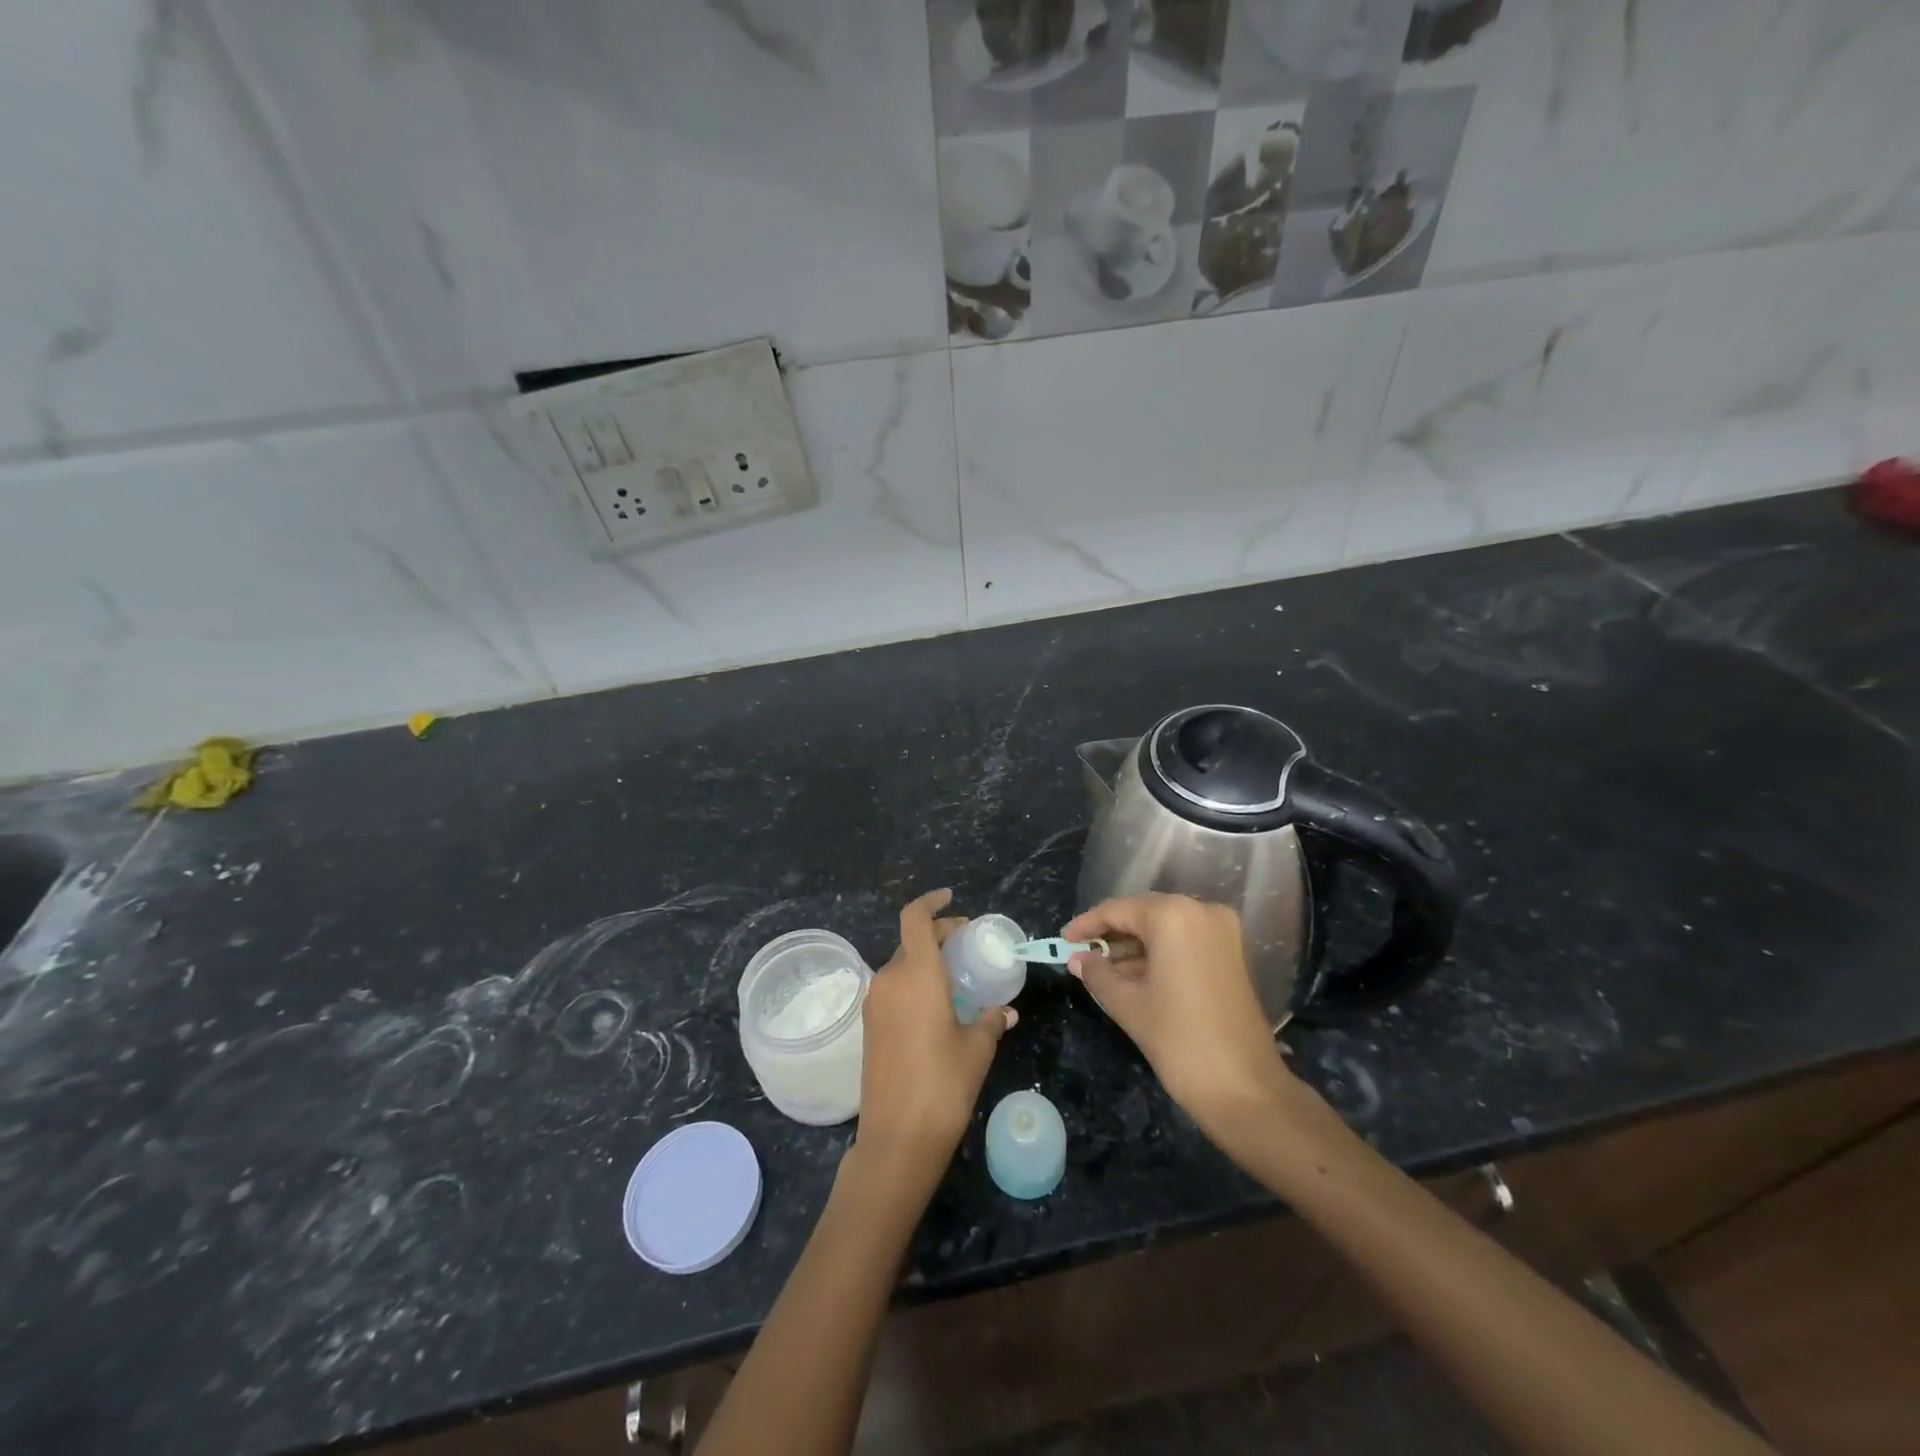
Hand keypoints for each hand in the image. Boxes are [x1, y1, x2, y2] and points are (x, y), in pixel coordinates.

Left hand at [854, 889, 1014, 1191]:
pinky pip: (893, 989)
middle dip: (938, 935)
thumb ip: (992, 1020)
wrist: (897, 1139)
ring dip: (926, 961)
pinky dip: (914, 983)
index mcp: (916, 974)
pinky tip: (938, 1005)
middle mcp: (889, 980)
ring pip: (901, 965)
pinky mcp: (869, 1026)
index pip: (915, 919)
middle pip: (911, 941)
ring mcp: (874, 1003)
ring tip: (957, 977)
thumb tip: (1006, 1011)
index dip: (931, 902)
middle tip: (968, 944)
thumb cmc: (943, 1085)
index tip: (951, 898)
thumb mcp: (977, 1049)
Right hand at [1061, 893, 1295, 1139]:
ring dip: (1133, 945)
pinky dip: (1158, 954)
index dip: (1087, 924)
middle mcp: (1201, 911)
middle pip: (1144, 913)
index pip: (1119, 910)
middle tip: (1080, 954)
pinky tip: (1131, 974)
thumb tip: (1077, 958)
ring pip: (1165, 928)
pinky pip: (1184, 941)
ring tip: (1101, 969)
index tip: (1063, 940)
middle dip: (1111, 933)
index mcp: (1174, 916)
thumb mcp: (1128, 1004)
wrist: (1245, 1089)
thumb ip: (1098, 973)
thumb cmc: (1179, 1040)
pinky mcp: (1231, 954)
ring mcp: (1222, 932)